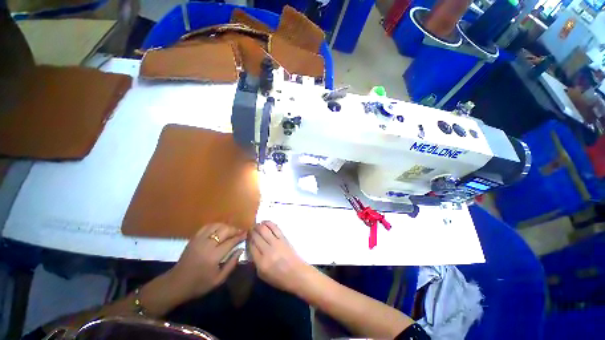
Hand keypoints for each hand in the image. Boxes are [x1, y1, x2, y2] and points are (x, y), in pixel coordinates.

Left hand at [169, 224, 245, 299]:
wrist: (176, 283)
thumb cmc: (199, 284)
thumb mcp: (219, 280)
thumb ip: (231, 264)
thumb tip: (241, 249)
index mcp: (214, 257)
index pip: (231, 241)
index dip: (240, 236)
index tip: (246, 234)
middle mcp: (207, 245)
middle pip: (225, 230)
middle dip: (235, 229)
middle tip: (240, 231)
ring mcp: (199, 240)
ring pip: (216, 226)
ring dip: (226, 226)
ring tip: (231, 230)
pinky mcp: (194, 238)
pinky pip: (207, 226)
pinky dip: (216, 225)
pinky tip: (219, 229)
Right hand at [248, 221, 308, 293]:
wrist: (297, 273)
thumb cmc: (279, 278)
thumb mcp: (262, 275)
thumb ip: (255, 262)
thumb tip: (251, 248)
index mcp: (261, 262)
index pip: (251, 246)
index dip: (247, 239)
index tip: (246, 235)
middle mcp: (268, 251)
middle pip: (256, 236)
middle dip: (251, 231)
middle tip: (249, 228)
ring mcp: (277, 243)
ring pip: (264, 230)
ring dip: (258, 225)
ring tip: (256, 224)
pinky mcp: (284, 238)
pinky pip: (275, 228)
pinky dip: (268, 223)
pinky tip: (265, 222)